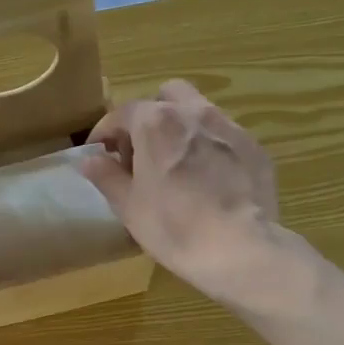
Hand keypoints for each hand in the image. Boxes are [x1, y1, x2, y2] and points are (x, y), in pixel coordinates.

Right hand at [81, 81, 316, 308]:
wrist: (240, 248)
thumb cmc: (173, 226)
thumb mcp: (128, 206)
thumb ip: (106, 176)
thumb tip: (89, 160)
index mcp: (156, 123)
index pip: (122, 113)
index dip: (105, 132)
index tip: (99, 153)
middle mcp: (194, 112)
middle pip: (167, 96)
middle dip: (150, 116)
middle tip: (143, 151)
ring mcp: (229, 127)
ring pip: (199, 112)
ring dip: (182, 129)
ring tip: (177, 166)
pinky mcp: (255, 148)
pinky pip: (224, 137)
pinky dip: (210, 148)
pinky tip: (209, 180)